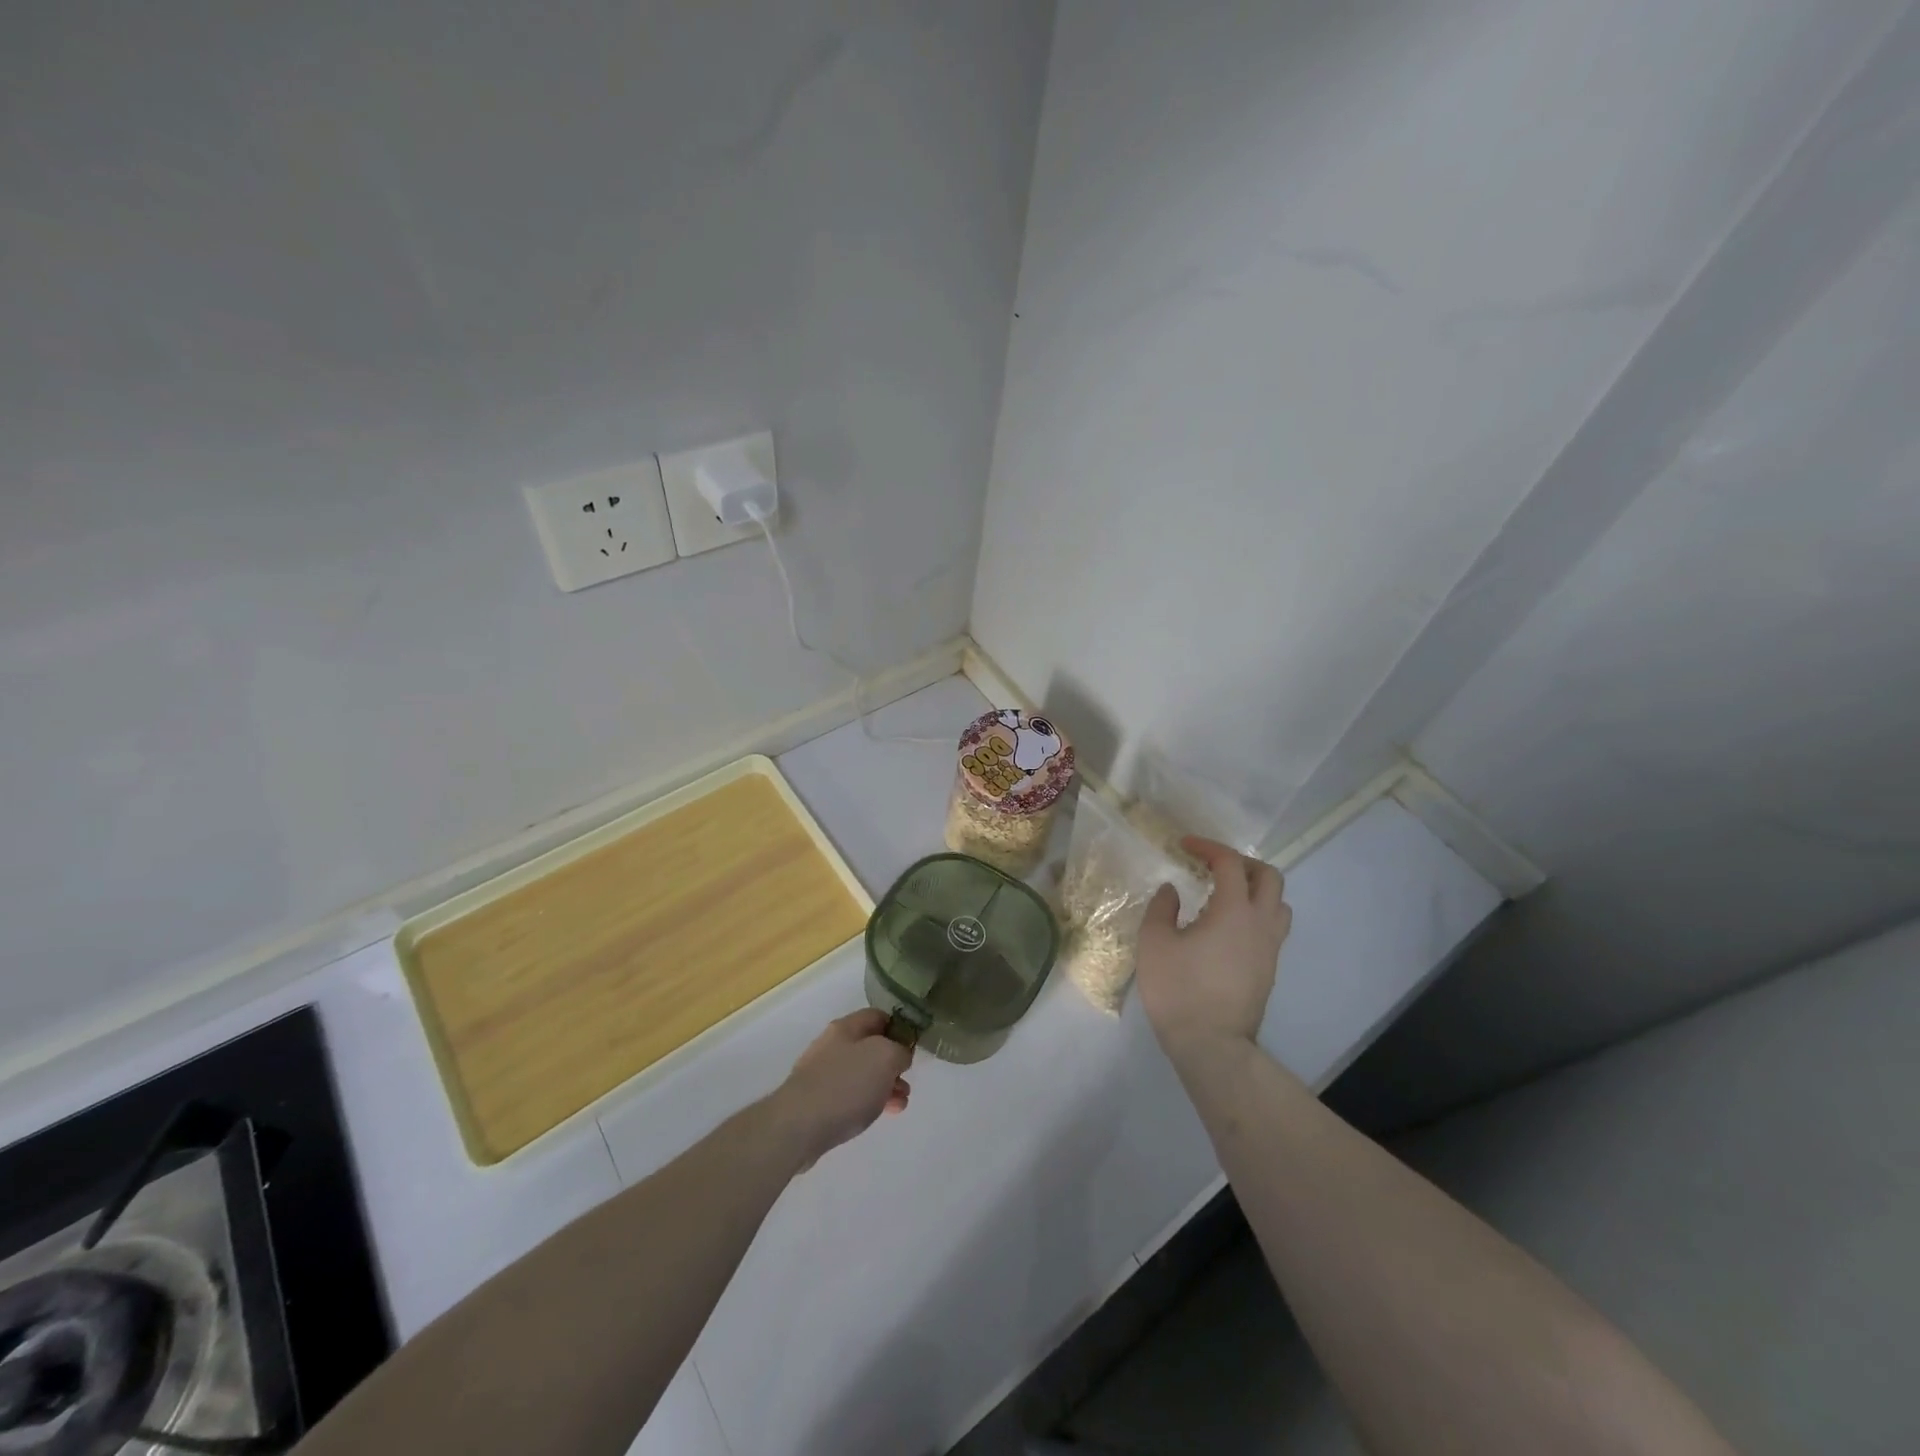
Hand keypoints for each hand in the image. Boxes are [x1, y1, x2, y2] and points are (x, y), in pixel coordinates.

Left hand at [771, 1010, 913, 1167]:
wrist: (797, 1127)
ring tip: (900, 1104)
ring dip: (884, 1085)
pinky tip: (878, 1115)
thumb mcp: (886, 1058)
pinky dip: (867, 1101)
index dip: (900, 1028)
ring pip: (861, 1073)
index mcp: (846, 1027)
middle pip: (870, 1046)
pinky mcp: (816, 1101)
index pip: (879, 1016)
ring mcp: (822, 1073)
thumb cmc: (845, 1085)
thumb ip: (900, 1051)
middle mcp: (832, 1045)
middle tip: (907, 1080)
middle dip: (893, 1063)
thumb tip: (900, 1055)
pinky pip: (849, 1095)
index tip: (914, 1048)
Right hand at [1136, 837, 1290, 1062]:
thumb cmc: (1179, 990)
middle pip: (1269, 877)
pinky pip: (1272, 928)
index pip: (1230, 863)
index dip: (1208, 848)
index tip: (1185, 846)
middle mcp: (1260, 924)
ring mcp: (1270, 949)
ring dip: (1256, 890)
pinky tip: (1227, 927)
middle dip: (1242, 863)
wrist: (1211, 1045)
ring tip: (1225, 895)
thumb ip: (1162, 908)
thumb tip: (1172, 890)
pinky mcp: (1269, 970)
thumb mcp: (1155, 942)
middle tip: (1213, 866)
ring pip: (1278, 904)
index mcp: (1234, 911)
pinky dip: (1255, 915)